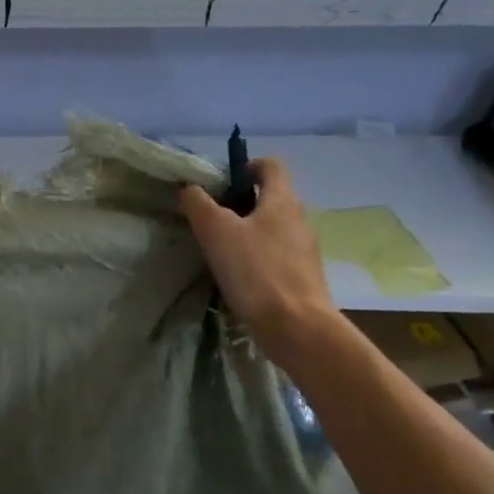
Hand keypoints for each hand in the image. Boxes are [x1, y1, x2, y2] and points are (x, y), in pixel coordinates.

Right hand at [179, 160, 336, 356]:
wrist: (297, 327)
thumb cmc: (256, 270)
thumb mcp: (215, 231)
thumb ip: (198, 204)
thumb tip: (189, 190)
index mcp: (282, 201)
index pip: (270, 166)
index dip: (246, 166)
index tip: (222, 183)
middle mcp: (298, 219)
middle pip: (270, 197)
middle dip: (239, 203)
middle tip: (210, 218)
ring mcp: (304, 250)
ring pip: (271, 228)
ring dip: (246, 231)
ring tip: (219, 249)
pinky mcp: (301, 276)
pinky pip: (275, 254)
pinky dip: (255, 257)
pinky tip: (236, 276)